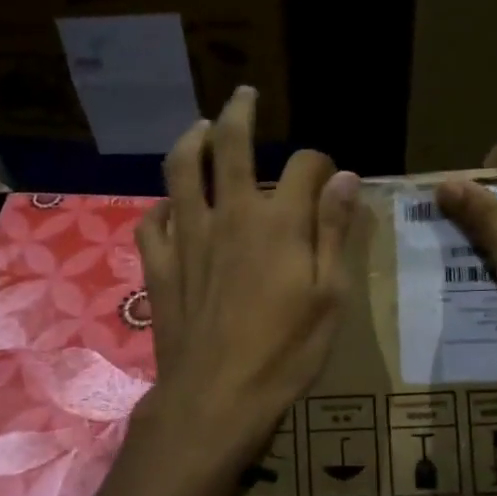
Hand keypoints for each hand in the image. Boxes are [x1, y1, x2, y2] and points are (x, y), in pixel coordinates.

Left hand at [133, 86, 359, 479]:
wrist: (216, 398)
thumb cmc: (285, 352)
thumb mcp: (330, 296)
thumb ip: (334, 231)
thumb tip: (344, 178)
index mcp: (278, 222)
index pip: (303, 166)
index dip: (319, 163)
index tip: (328, 176)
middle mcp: (229, 214)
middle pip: (230, 146)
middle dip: (239, 114)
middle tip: (243, 97)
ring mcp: (187, 236)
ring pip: (180, 170)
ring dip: (190, 141)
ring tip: (199, 129)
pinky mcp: (160, 264)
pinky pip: (152, 221)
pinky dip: (161, 206)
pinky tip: (169, 207)